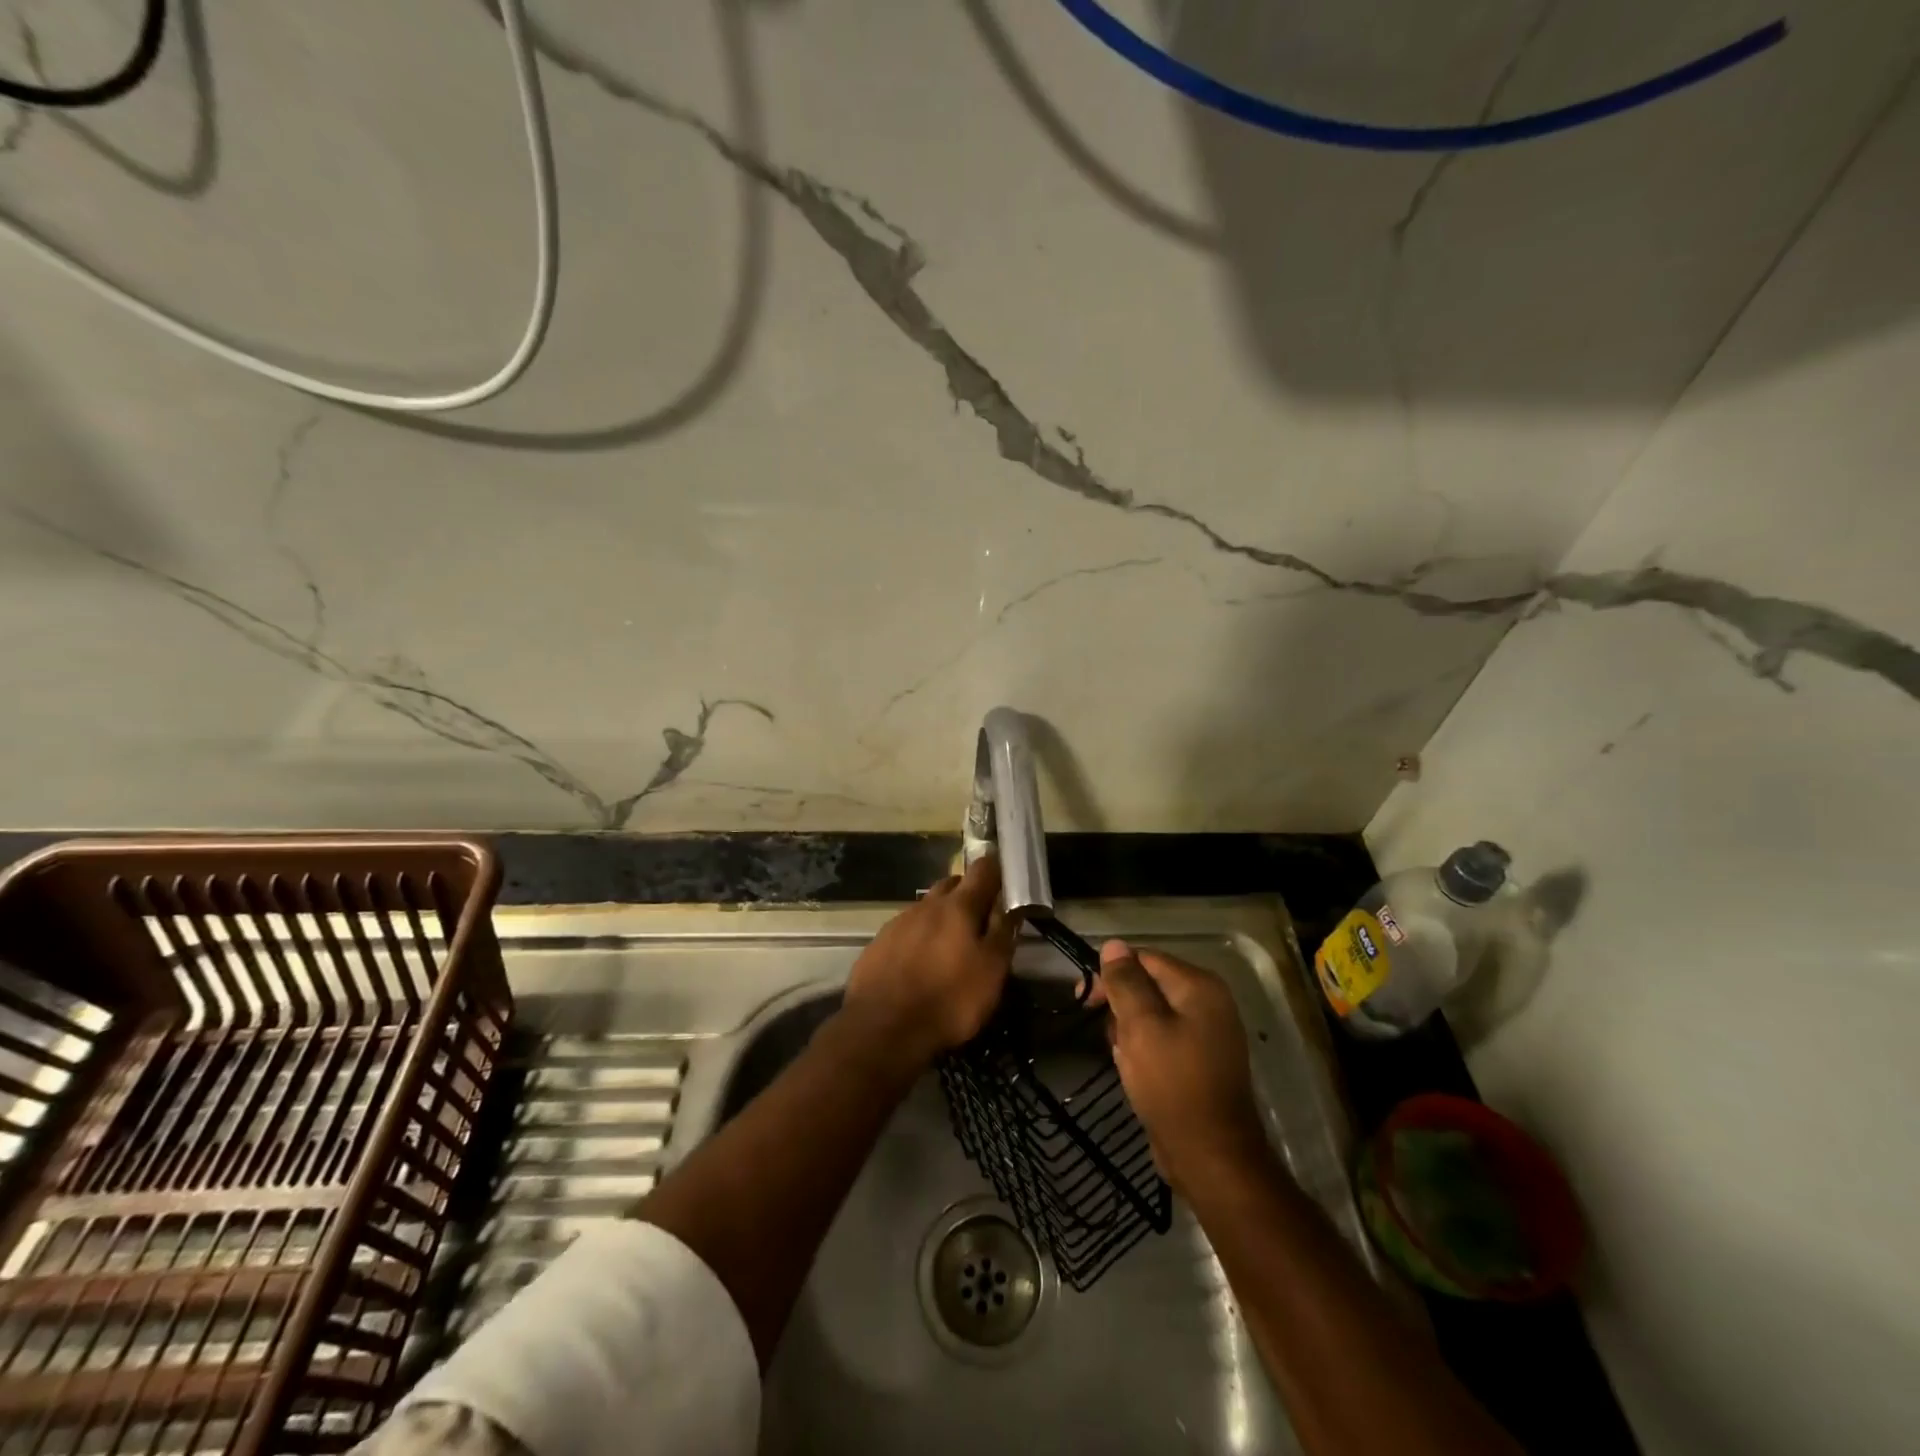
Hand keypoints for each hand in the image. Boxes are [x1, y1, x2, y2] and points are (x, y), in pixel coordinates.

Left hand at [842, 856, 1017, 1070]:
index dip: (996, 869)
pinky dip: (919, 937)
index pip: (982, 869)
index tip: (1006, 879)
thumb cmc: (948, 999)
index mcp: (959, 907)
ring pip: (927, 907)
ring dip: (942, 916)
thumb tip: (1010, 905)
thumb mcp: (991, 972)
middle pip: (952, 884)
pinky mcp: (879, 943)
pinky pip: (906, 929)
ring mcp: (899, 922)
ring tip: (951, 944)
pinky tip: (921, 962)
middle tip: (981, 917)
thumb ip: (1002, 934)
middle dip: (968, 893)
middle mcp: (927, 905)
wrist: (882, 1028)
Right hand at [1091, 939, 1270, 1195]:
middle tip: (1104, 1034)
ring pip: (1152, 1015)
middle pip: (1149, 986)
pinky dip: (1144, 1050)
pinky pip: (1163, 1040)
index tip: (1083, 999)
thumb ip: (1126, 983)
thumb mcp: (1141, 1027)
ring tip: (1122, 1059)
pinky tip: (1134, 1072)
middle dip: (1120, 1007)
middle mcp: (1209, 1003)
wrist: (1210, 1156)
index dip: (1111, 974)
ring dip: (1129, 1032)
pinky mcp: (1201, 1062)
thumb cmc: (1172, 1084)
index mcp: (1199, 987)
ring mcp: (1208, 1034)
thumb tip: (1113, 945)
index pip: (1145, 959)